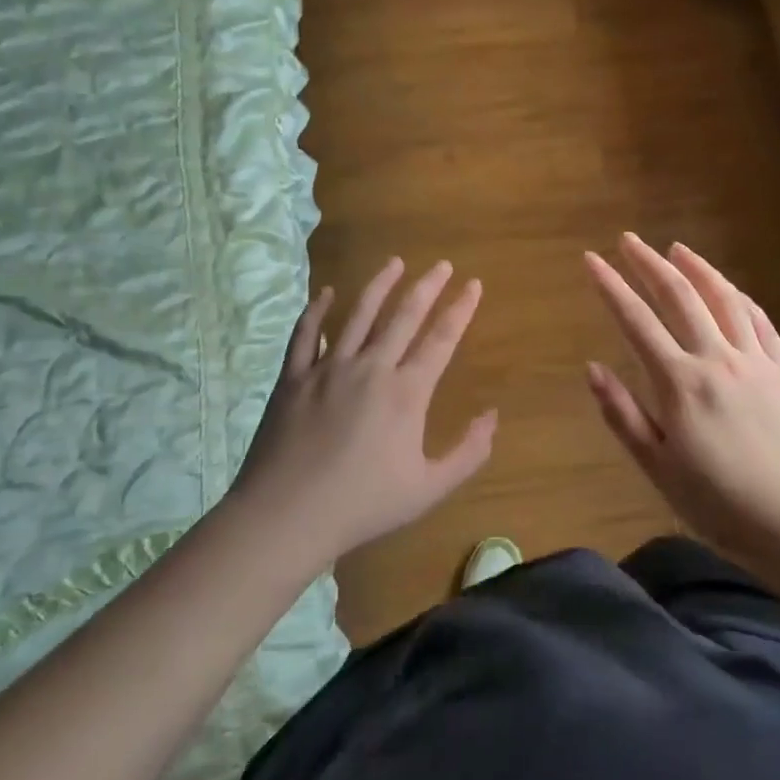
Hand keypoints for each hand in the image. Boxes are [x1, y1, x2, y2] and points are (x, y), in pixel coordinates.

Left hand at [230, 258, 495, 570]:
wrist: (286, 516)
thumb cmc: (363, 505)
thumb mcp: (428, 489)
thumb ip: (467, 452)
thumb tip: (493, 416)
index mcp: (406, 392)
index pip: (441, 339)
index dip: (461, 309)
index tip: (474, 284)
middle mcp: (371, 368)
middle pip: (404, 316)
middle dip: (427, 287)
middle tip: (441, 264)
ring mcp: (328, 368)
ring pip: (358, 314)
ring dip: (379, 286)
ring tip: (395, 262)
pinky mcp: (293, 377)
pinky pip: (306, 334)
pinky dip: (317, 310)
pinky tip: (326, 292)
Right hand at [584, 234, 779, 574]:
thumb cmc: (724, 505)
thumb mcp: (660, 470)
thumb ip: (624, 416)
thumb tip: (593, 368)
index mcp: (680, 384)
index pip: (636, 321)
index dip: (611, 286)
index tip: (591, 260)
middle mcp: (717, 359)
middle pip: (679, 297)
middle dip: (649, 264)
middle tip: (628, 240)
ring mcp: (755, 361)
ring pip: (723, 300)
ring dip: (698, 268)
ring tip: (677, 249)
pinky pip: (760, 322)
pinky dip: (740, 298)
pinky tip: (731, 289)